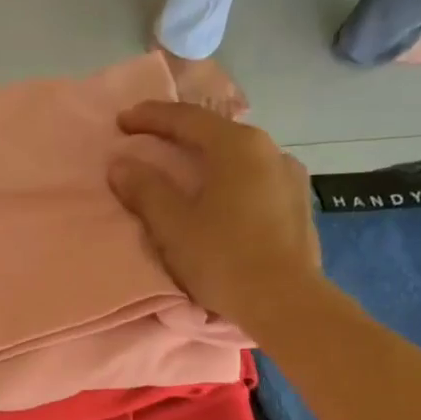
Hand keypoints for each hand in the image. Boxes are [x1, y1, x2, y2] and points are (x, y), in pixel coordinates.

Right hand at [109, 101, 320, 332]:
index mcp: (236, 146)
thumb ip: (145, 190)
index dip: (150, 118)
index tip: (122, 122)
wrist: (284, 301)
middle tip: (151, 143)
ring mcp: (290, 176)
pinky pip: (256, 181)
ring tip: (187, 173)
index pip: (186, 119)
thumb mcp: (172, 225)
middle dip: (180, 136)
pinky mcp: (299, 205)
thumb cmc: (222, 258)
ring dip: (209, 160)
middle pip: (216, 134)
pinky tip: (223, 198)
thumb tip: (121, 164)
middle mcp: (269, 149)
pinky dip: (231, 181)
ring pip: (239, 158)